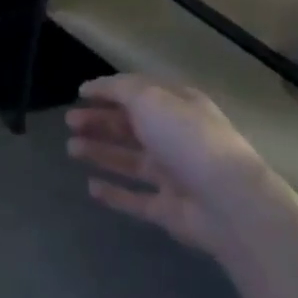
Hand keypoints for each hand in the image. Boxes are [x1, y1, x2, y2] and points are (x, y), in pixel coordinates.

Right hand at [66, 75, 262, 256]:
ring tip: (71, 148)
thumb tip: (90, 87)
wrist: (227, 202)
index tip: (79, 94)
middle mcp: (177, 137)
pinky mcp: (169, 210)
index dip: (109, 91)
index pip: (140, 93)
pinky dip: (114, 193)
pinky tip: (91, 187)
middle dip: (100, 122)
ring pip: (130, 160)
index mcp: (178, 106)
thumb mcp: (149, 98)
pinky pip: (136, 198)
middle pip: (132, 127)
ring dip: (101, 152)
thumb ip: (117, 89)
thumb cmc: (186, 138)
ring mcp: (174, 175)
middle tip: (70, 122)